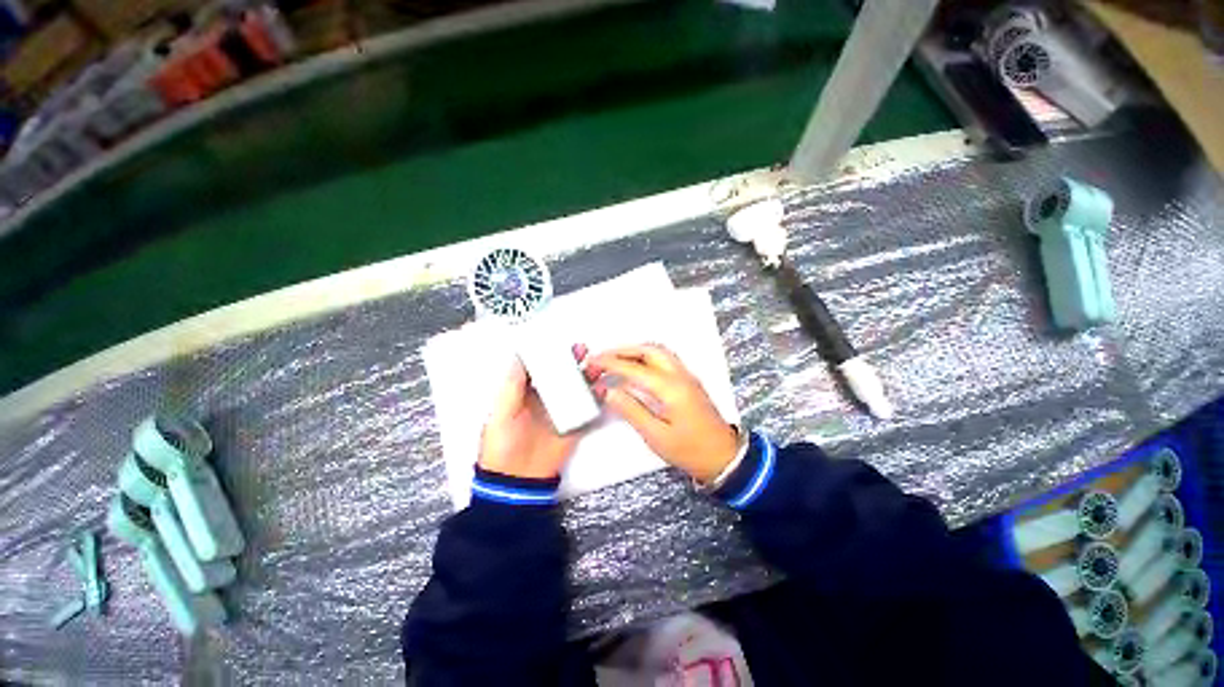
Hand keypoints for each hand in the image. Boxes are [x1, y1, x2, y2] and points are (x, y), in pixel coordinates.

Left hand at [477, 345, 588, 478]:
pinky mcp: (573, 426)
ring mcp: (561, 412)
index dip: (550, 354)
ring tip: (595, 366)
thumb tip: (518, 356)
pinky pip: (588, 409)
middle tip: (581, 350)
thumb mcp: (501, 412)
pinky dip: (596, 398)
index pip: (540, 368)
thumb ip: (512, 385)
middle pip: (562, 375)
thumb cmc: (501, 447)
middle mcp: (545, 400)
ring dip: (587, 376)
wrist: (516, 481)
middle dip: (572, 362)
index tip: (559, 343)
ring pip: (577, 389)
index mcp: (525, 394)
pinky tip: (601, 389)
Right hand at [586, 344, 737, 482]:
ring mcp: (686, 375)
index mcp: (670, 388)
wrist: (723, 456)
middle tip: (602, 357)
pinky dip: (646, 354)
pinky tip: (637, 365)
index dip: (610, 362)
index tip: (592, 361)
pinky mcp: (689, 380)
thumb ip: (631, 410)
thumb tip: (609, 390)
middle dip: (622, 349)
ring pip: (658, 350)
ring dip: (635, 349)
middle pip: (648, 349)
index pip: (634, 368)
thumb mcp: (656, 435)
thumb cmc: (689, 450)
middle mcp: (679, 374)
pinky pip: (665, 357)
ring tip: (615, 358)